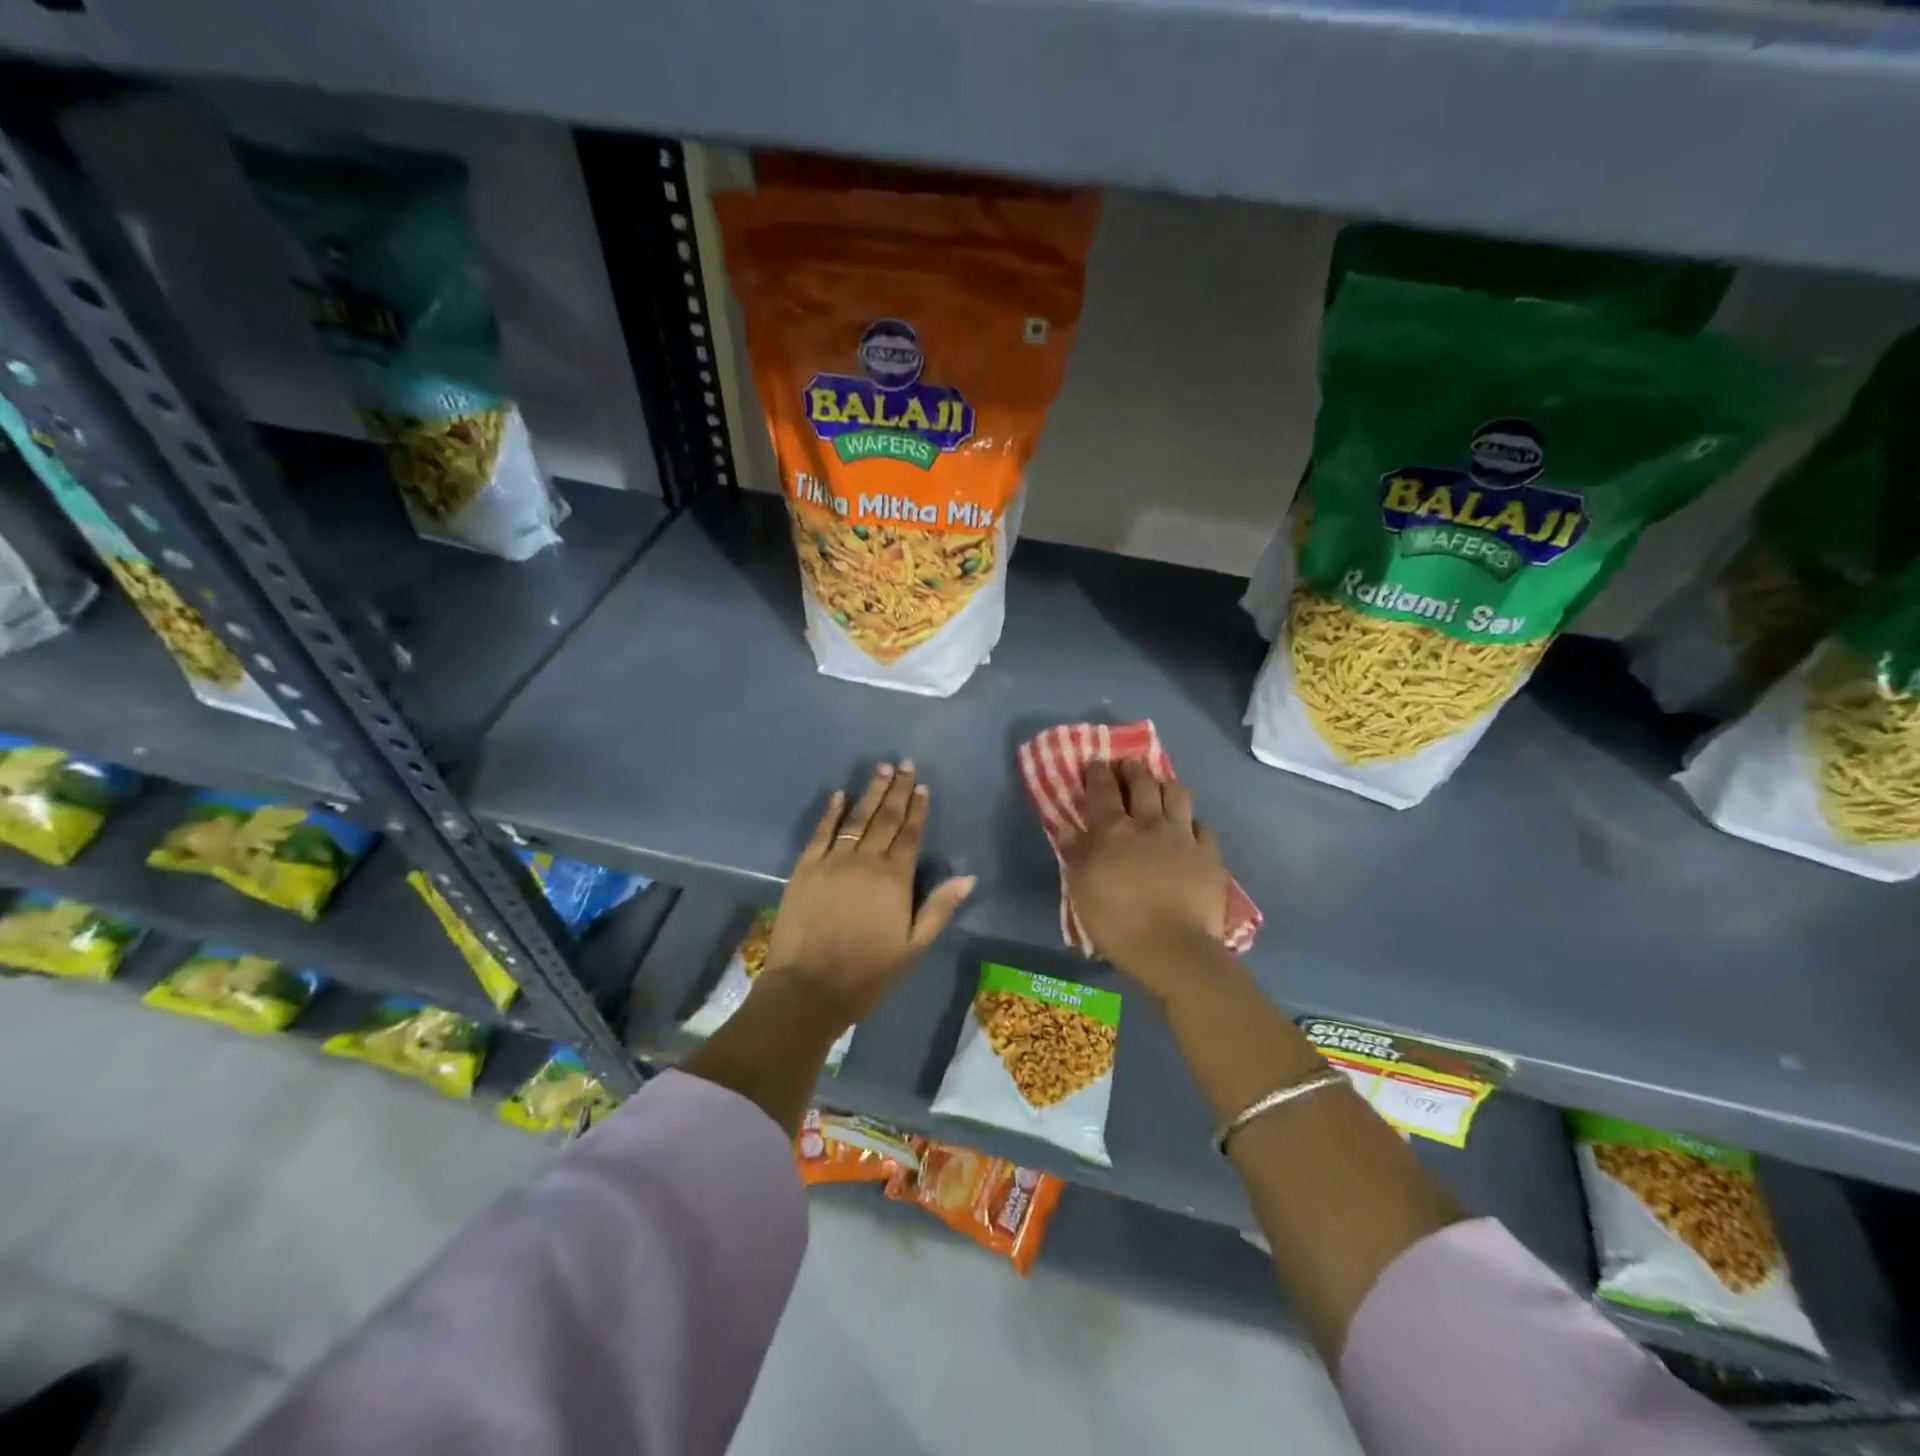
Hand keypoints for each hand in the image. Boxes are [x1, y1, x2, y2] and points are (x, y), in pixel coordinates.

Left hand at [761, 761, 974, 1026]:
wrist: (809, 987)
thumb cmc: (868, 973)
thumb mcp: (913, 947)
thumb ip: (939, 909)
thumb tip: (968, 877)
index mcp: (895, 879)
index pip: (910, 834)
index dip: (918, 809)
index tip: (922, 786)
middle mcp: (866, 861)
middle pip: (886, 818)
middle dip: (897, 790)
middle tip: (904, 764)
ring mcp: (833, 861)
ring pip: (856, 819)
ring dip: (870, 793)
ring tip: (881, 769)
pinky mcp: (805, 868)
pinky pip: (821, 832)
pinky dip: (831, 812)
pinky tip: (839, 795)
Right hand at [1058, 760, 1228, 995]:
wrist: (1171, 948)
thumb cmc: (1116, 920)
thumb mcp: (1081, 889)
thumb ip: (1075, 854)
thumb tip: (1068, 828)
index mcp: (1113, 830)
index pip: (1103, 790)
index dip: (1098, 773)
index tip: (1096, 763)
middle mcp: (1148, 823)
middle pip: (1143, 783)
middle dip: (1133, 770)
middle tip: (1128, 766)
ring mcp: (1183, 836)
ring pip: (1177, 794)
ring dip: (1166, 785)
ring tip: (1160, 786)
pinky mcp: (1209, 854)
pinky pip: (1202, 826)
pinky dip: (1192, 822)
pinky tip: (1189, 828)